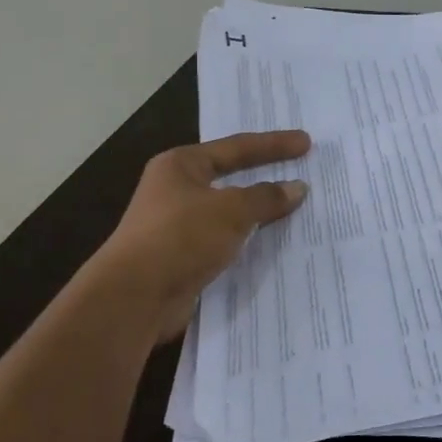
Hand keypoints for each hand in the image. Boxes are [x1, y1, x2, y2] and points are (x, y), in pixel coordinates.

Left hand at [95, 130, 310, 343]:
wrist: (134, 298)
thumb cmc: (181, 237)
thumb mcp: (232, 210)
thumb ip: (266, 197)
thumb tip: (297, 188)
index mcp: (181, 165)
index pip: (236, 147)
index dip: (274, 145)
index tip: (306, 143)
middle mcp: (176, 190)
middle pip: (231, 177)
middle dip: (265, 176)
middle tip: (300, 170)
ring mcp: (177, 226)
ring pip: (229, 213)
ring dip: (258, 213)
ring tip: (294, 208)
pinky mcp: (182, 258)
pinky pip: (225, 242)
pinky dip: (248, 241)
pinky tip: (272, 245)